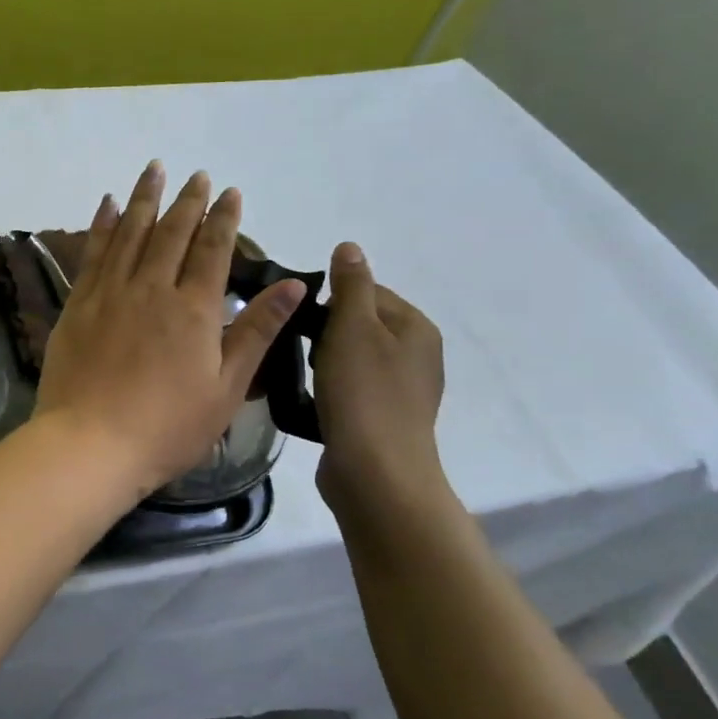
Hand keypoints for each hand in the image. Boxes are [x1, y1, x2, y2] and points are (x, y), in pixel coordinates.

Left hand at [33, 162, 306, 496]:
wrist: (90, 443)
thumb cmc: (167, 426)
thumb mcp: (226, 386)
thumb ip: (257, 331)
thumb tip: (292, 284)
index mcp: (193, 309)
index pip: (213, 250)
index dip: (224, 219)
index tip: (230, 192)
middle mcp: (151, 288)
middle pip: (172, 233)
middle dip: (187, 201)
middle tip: (196, 175)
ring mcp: (109, 293)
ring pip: (130, 233)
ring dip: (144, 199)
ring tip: (153, 170)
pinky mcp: (77, 305)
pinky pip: (93, 254)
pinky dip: (102, 225)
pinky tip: (107, 205)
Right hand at [312, 242, 447, 513]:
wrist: (375, 472)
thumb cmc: (362, 393)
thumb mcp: (351, 328)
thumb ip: (350, 285)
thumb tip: (350, 247)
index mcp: (417, 327)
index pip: (369, 291)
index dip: (330, 301)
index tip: (301, 320)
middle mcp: (419, 355)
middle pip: (361, 325)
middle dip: (325, 333)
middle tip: (298, 349)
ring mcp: (404, 391)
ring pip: (353, 358)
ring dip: (325, 362)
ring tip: (303, 377)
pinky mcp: (384, 420)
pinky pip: (352, 389)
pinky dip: (332, 389)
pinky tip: (315, 401)